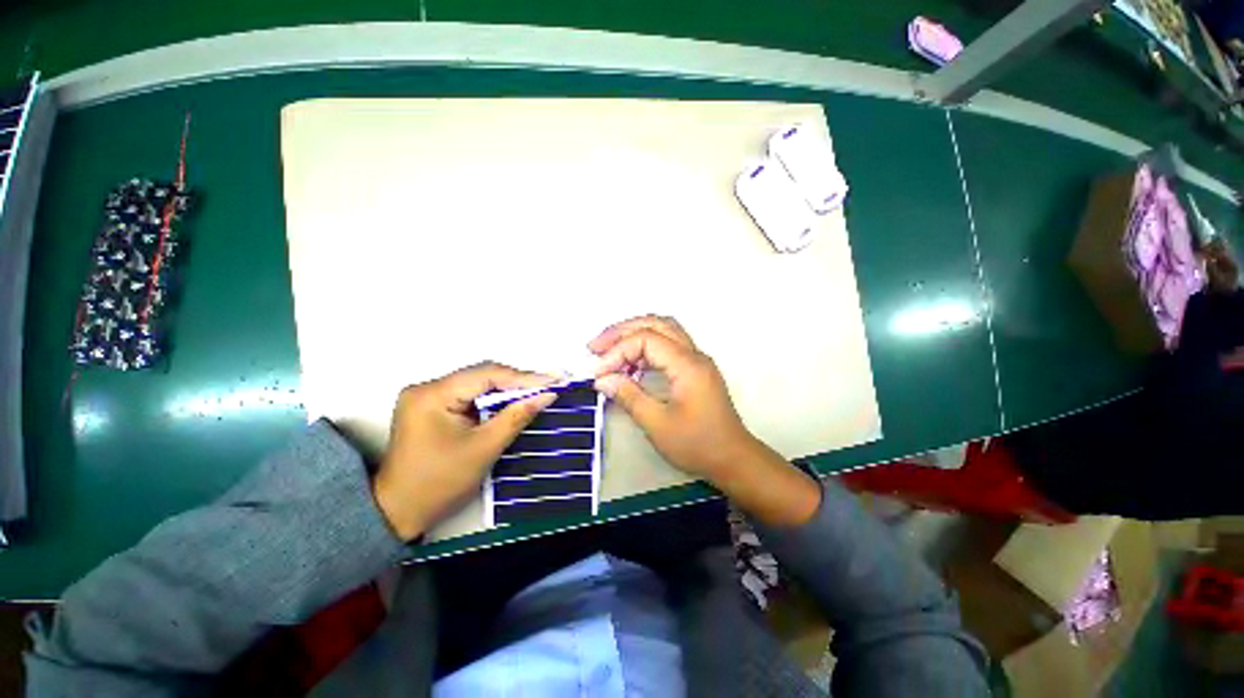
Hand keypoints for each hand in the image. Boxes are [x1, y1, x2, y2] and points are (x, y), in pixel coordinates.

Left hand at [373, 363, 556, 540]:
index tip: (553, 381)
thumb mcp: (484, 448)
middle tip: (548, 385)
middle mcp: (426, 388)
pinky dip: (492, 398)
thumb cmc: (439, 484)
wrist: (399, 513)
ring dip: (506, 389)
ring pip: (477, 383)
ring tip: (536, 391)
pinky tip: (511, 401)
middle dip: (517, 381)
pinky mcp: (431, 406)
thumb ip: (517, 416)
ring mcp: (426, 396)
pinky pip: (469, 394)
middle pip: (481, 375)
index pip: (487, 375)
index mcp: (433, 395)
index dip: (524, 378)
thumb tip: (546, 395)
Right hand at [589, 315, 758, 481]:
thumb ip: (628, 396)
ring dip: (634, 334)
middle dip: (622, 331)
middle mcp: (693, 354)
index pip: (645, 339)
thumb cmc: (697, 444)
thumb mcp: (657, 424)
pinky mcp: (694, 368)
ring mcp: (696, 359)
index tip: (597, 373)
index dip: (617, 351)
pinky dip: (645, 346)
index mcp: (687, 364)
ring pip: (663, 329)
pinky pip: (667, 344)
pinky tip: (630, 361)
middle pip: (655, 324)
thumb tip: (602, 379)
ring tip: (608, 348)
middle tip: (595, 346)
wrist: (733, 459)